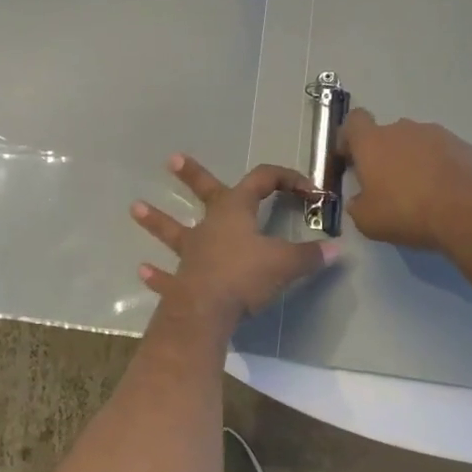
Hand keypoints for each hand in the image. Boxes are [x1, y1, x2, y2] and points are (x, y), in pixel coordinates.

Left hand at [131, 155, 337, 323]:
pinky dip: (156, 275)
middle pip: (203, 191)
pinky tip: (142, 271)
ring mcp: (192, 251)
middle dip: (191, 175)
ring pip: (173, 230)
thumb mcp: (285, 263)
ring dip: (156, 220)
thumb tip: (337, 250)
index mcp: (237, 209)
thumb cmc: (244, 276)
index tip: (308, 190)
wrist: (206, 310)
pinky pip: (167, 276)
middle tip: (172, 161)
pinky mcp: (181, 280)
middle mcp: (211, 223)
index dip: (287, 179)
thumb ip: (310, 256)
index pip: (263, 179)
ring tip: (135, 207)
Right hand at [338, 108, 471, 251]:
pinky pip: (441, 153)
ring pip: (415, 143)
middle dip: (384, 155)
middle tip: (388, 185)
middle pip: (386, 135)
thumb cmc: (408, 211)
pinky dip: (439, 167)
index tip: (352, 159)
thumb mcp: (368, 221)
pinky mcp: (462, 145)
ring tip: (422, 192)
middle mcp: (402, 129)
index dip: (349, 138)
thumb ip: (357, 205)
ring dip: (413, 160)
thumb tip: (359, 200)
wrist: (470, 211)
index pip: (353, 121)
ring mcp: (435, 134)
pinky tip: (445, 193)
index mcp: (372, 141)